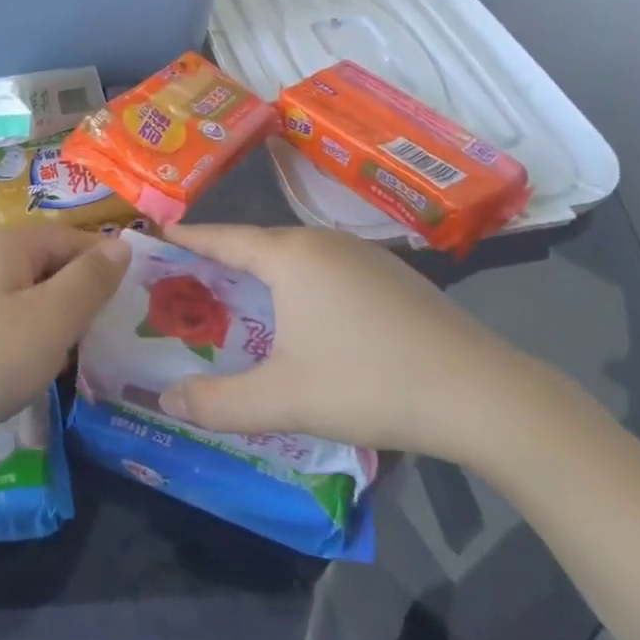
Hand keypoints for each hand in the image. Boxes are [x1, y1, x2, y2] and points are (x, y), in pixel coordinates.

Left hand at [0, 228, 129, 463]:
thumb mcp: (50, 320)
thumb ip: (90, 281)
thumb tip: (121, 244)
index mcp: (10, 244)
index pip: (75, 238)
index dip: (107, 267)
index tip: (132, 307)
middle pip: (50, 265)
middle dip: (80, 299)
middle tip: (104, 342)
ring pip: (27, 297)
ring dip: (53, 325)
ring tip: (70, 362)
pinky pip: (2, 321)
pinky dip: (23, 341)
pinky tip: (24, 374)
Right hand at [158, 224, 543, 462]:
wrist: (484, 395)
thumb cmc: (370, 383)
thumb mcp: (284, 400)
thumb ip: (217, 403)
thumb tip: (164, 399)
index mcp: (290, 255)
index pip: (221, 237)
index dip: (186, 238)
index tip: (155, 236)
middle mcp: (322, 241)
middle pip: (256, 245)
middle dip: (219, 264)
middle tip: (186, 286)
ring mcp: (362, 255)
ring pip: (294, 258)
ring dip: (261, 277)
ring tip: (236, 304)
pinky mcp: (391, 276)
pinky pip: (325, 270)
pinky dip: (298, 286)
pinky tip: (303, 321)